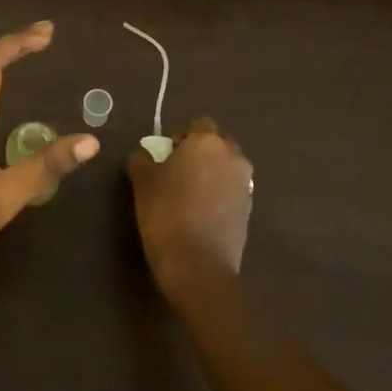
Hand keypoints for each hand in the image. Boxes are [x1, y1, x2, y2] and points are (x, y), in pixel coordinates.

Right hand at [128, 117, 252, 297]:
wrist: (198, 265)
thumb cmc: (166, 213)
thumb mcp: (142, 181)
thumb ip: (143, 158)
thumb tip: (147, 153)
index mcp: (208, 142)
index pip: (198, 125)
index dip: (180, 138)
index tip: (165, 157)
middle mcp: (233, 156)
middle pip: (216, 145)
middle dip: (199, 154)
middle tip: (176, 174)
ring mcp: (245, 184)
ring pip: (226, 168)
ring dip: (211, 174)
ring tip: (189, 196)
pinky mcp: (249, 210)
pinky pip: (231, 191)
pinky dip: (219, 195)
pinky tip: (201, 214)